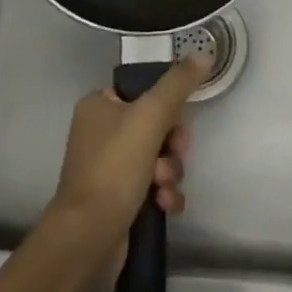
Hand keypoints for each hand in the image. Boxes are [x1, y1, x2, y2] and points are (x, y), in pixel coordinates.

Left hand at [41, 57, 208, 279]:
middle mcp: (100, 132)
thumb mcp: (151, 116)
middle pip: (154, 125)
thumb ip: (178, 84)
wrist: (88, 237)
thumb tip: (204, 54)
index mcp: (98, 105)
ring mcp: (108, 167)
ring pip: (157, 157)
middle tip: (174, 156)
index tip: (178, 124)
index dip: (166, 108)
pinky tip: (165, 205)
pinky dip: (163, 193)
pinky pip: (152, 186)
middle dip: (171, 145)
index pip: (143, 92)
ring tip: (163, 187)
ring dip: (170, 171)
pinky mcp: (117, 199)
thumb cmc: (115, 167)